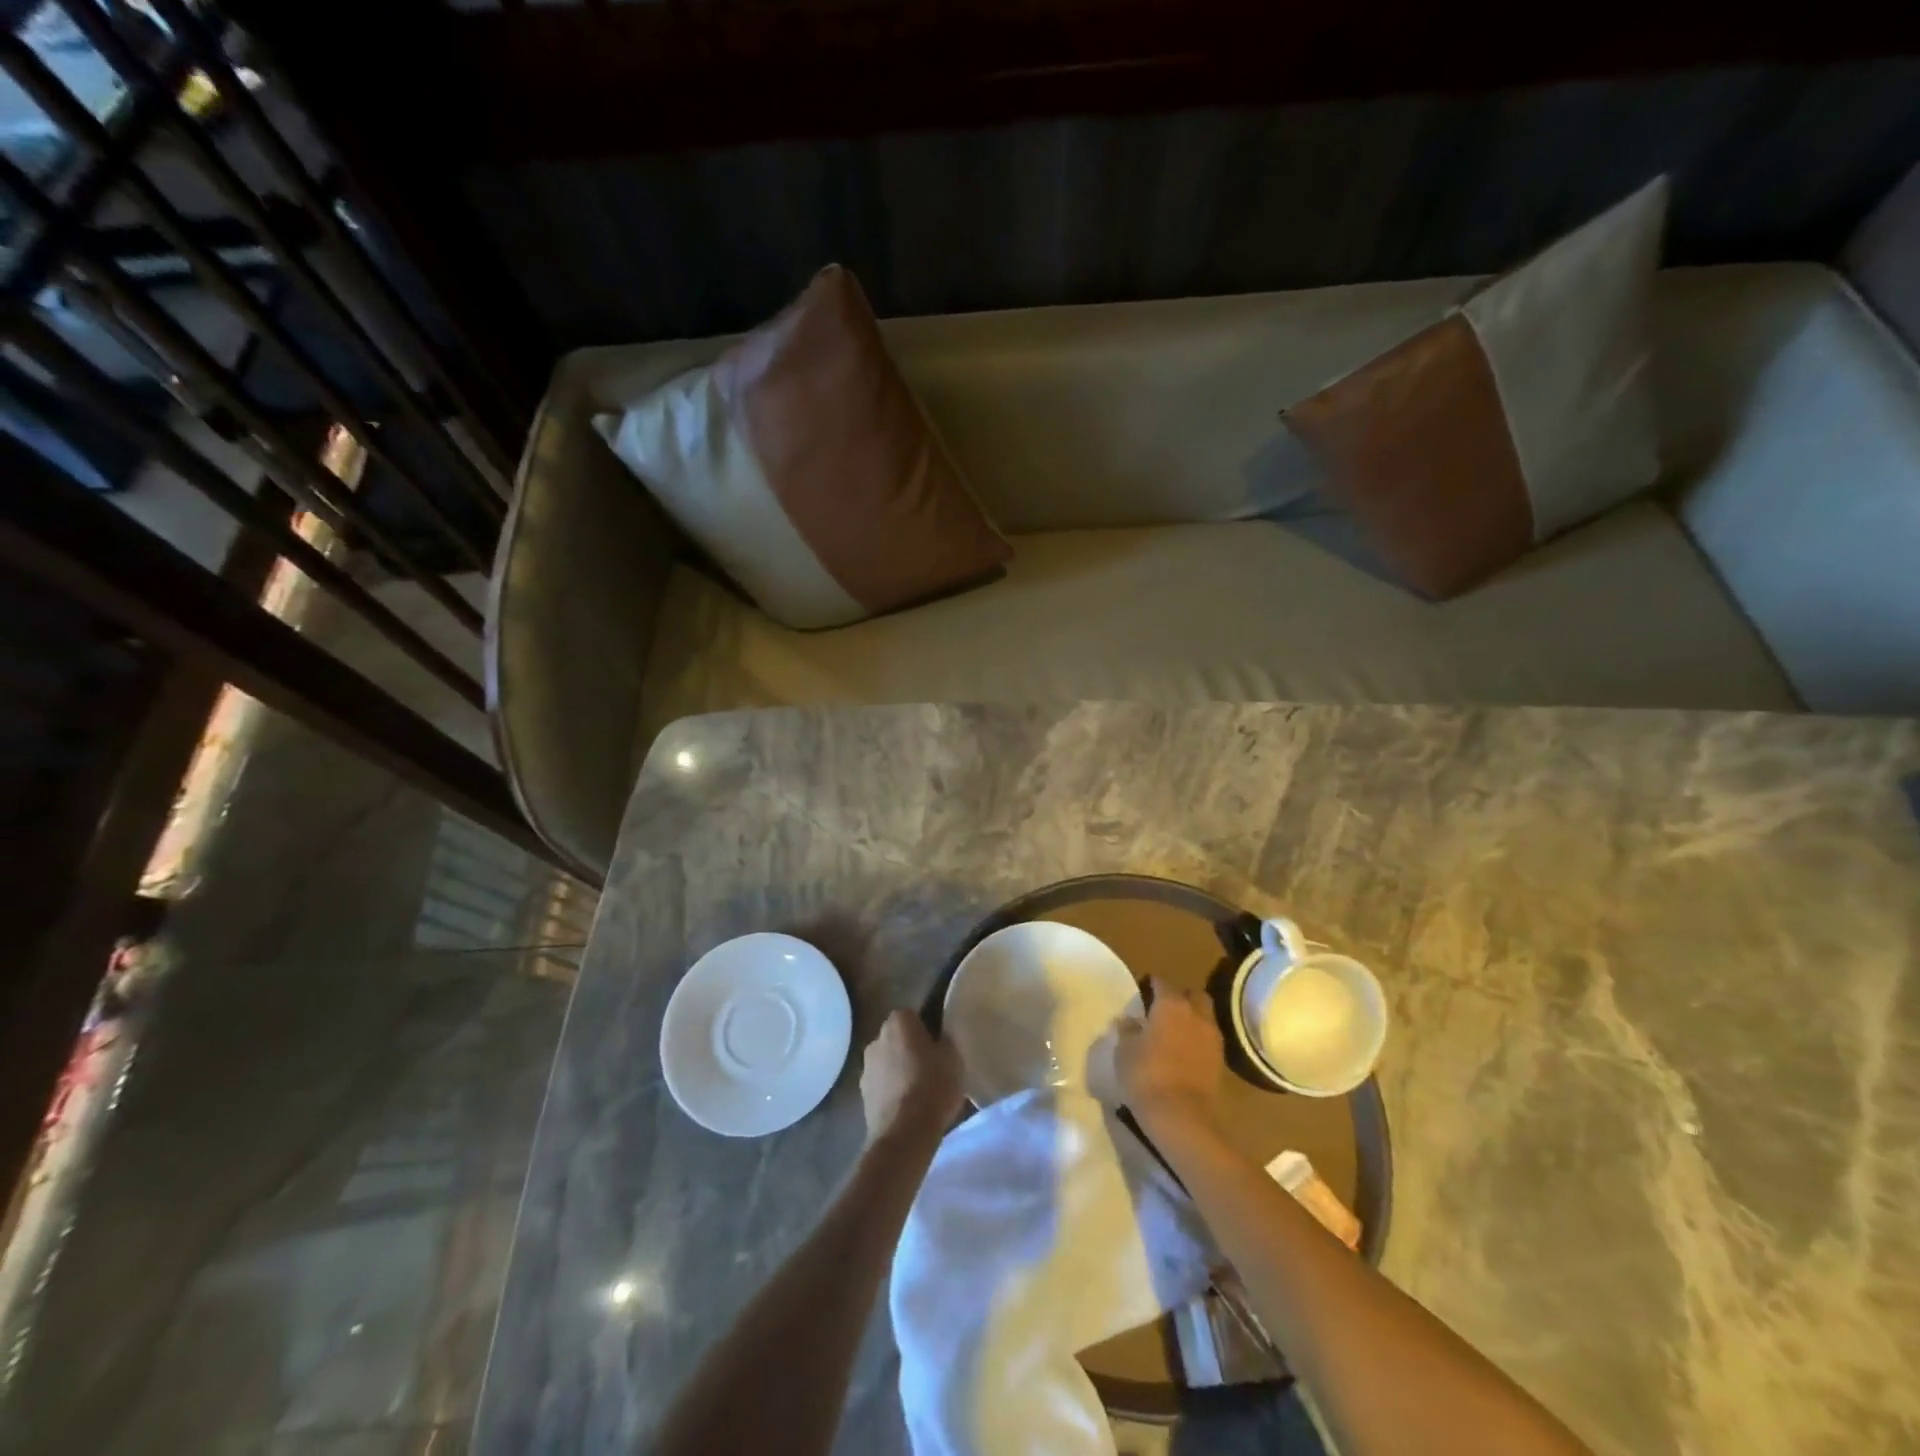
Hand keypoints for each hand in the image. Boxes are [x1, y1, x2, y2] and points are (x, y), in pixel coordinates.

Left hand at [860, 1009, 962, 1146]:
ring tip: (920, 1092)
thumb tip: (940, 1035)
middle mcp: (876, 1038)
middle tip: (932, 1068)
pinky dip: (892, 1091)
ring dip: (899, 1070)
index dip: (928, 1030)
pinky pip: (882, 1085)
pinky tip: (908, 1108)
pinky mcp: (862, 1095)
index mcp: (898, 1021)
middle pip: (898, 1038)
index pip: (914, 1016)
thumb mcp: (953, 1056)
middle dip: (911, 1049)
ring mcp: (865, 1067)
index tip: (939, 1047)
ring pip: (888, 1062)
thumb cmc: (933, 1085)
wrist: (904, 1133)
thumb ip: (945, 1038)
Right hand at [1114, 978, 1225, 1141]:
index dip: (1151, 985)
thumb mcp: (1124, 1051)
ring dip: (1192, 1018)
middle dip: (1180, 997)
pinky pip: (1208, 1039)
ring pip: (1204, 1016)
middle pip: (1192, 995)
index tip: (1142, 991)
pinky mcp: (1220, 1061)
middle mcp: (1196, 1014)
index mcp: (1171, 1004)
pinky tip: (1183, 1051)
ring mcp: (1212, 1038)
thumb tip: (1129, 1020)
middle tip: (1163, 1009)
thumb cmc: (1146, 1076)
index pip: (1162, 983)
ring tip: (1174, 1031)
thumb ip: (1128, 1030)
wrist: (1183, 1118)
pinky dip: (1197, 1039)